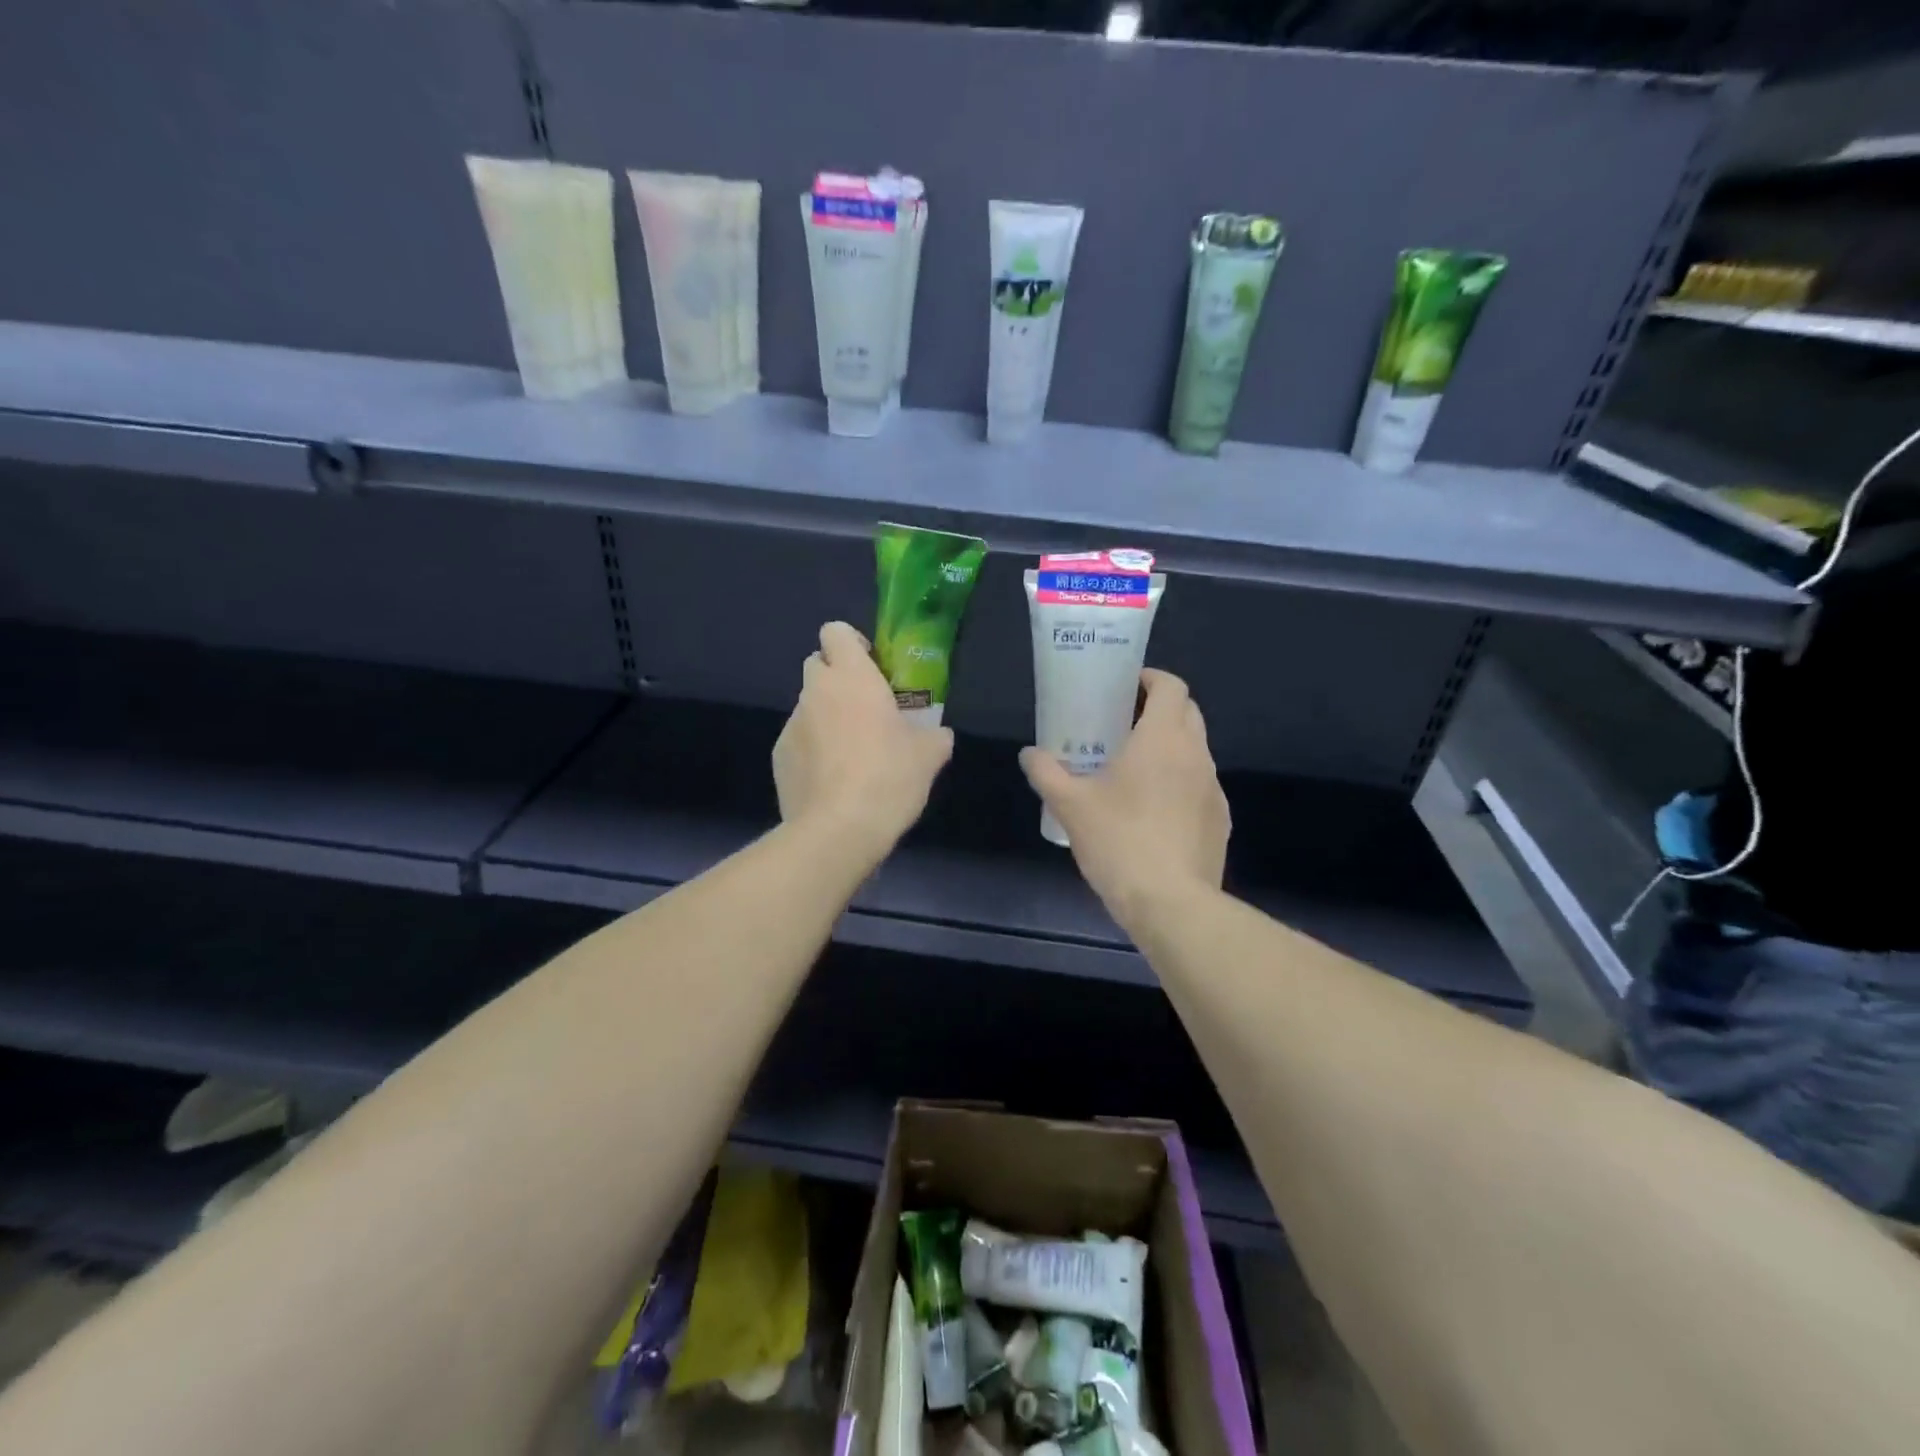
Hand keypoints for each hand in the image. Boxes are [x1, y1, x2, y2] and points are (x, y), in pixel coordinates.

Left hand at [773, 621, 954, 856]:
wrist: (838, 830)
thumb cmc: (888, 778)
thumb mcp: (928, 756)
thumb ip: (935, 736)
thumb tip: (939, 734)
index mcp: (853, 678)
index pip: (836, 631)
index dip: (851, 643)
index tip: (871, 665)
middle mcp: (816, 692)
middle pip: (817, 664)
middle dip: (837, 678)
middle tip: (864, 707)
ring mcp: (792, 724)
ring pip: (808, 705)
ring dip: (826, 716)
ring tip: (850, 753)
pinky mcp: (779, 757)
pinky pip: (797, 740)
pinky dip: (812, 749)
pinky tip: (832, 779)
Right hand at [1020, 668, 1228, 931]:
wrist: (1171, 903)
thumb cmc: (1119, 841)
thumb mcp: (1070, 806)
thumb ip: (1046, 773)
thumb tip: (1029, 754)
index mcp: (1162, 739)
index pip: (1171, 686)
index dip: (1151, 678)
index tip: (1126, 686)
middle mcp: (1196, 754)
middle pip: (1188, 712)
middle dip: (1160, 708)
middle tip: (1123, 723)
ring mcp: (1213, 788)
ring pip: (1195, 750)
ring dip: (1170, 747)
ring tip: (1134, 768)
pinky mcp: (1220, 820)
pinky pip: (1199, 785)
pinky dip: (1180, 782)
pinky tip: (1153, 811)